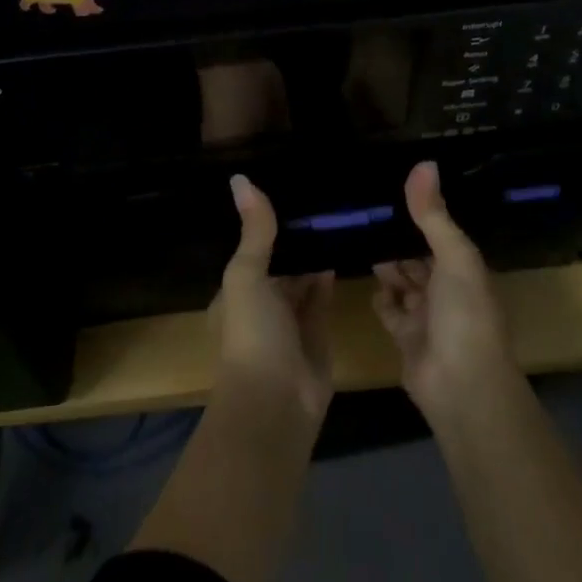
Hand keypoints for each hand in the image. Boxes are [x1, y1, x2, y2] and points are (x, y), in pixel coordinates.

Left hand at [213, 175, 335, 422]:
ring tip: (336, 211)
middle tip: (321, 193)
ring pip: (303, 277)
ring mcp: (290, 319)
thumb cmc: (252, 334)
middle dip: (296, 235)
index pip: (253, 246)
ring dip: (315, 252)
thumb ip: (254, 231)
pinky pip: (323, 295)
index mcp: (238, 288)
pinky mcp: (317, 332)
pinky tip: (343, 246)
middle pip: (280, 260)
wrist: (276, 403)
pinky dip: (329, 274)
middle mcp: (263, 301)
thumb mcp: (246, 275)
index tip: (290, 186)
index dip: (268, 221)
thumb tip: (241, 178)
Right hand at [373, 161, 517, 419]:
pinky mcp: (407, 339)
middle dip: (399, 238)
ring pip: (403, 282)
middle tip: (364, 210)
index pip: (441, 234)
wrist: (462, 389)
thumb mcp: (454, 256)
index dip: (421, 214)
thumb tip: (424, 163)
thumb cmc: (464, 314)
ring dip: (388, 265)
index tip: (392, 188)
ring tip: (357, 235)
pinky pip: (391, 311)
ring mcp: (427, 316)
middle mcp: (448, 290)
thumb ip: (433, 214)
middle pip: (419, 257)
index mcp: (465, 269)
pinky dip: (382, 298)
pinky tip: (367, 279)